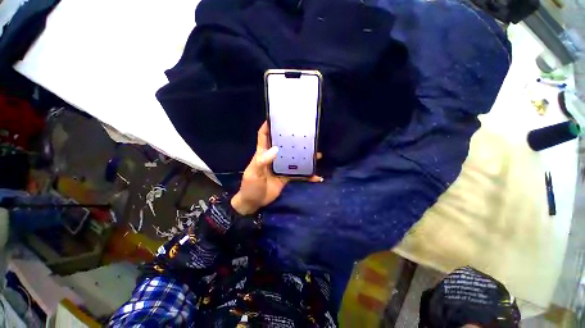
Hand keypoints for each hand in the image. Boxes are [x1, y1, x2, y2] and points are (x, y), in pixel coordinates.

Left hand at [231, 121, 322, 214]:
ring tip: (317, 153)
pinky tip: (316, 176)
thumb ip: (263, 162)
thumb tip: (276, 149)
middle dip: (292, 139)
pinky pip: (298, 174)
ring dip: (304, 156)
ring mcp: (281, 167)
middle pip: (283, 145)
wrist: (254, 203)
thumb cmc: (250, 186)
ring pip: (293, 158)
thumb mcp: (254, 174)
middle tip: (305, 133)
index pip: (263, 135)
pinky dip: (307, 175)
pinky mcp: (286, 176)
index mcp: (262, 153)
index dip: (268, 126)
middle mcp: (273, 157)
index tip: (276, 117)